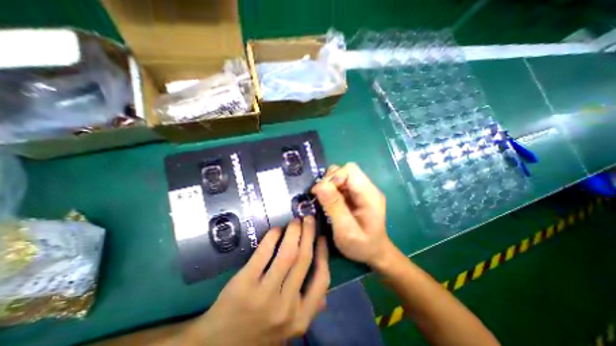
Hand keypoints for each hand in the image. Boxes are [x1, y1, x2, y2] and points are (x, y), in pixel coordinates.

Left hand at [190, 217, 329, 344]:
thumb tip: (325, 296)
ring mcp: (264, 295)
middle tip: (309, 219)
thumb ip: (307, 310)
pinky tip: (276, 229)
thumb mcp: (288, 328)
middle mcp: (286, 306)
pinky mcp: (244, 284)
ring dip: (294, 232)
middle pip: (303, 259)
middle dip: (309, 234)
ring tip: (295, 221)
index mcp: (301, 317)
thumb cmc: (258, 332)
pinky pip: (264, 252)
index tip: (322, 237)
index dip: (323, 254)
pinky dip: (273, 237)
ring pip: (287, 253)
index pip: (321, 280)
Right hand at [311, 163, 391, 268]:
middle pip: (345, 170)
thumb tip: (319, 185)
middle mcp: (368, 188)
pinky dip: (331, 189)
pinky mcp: (357, 193)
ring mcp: (362, 189)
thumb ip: (334, 207)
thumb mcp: (346, 231)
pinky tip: (329, 201)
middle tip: (322, 197)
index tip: (321, 193)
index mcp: (370, 195)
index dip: (334, 177)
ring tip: (325, 200)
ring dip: (329, 184)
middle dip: (330, 180)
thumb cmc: (362, 246)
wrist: (374, 252)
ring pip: (341, 174)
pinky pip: (341, 183)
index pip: (350, 170)